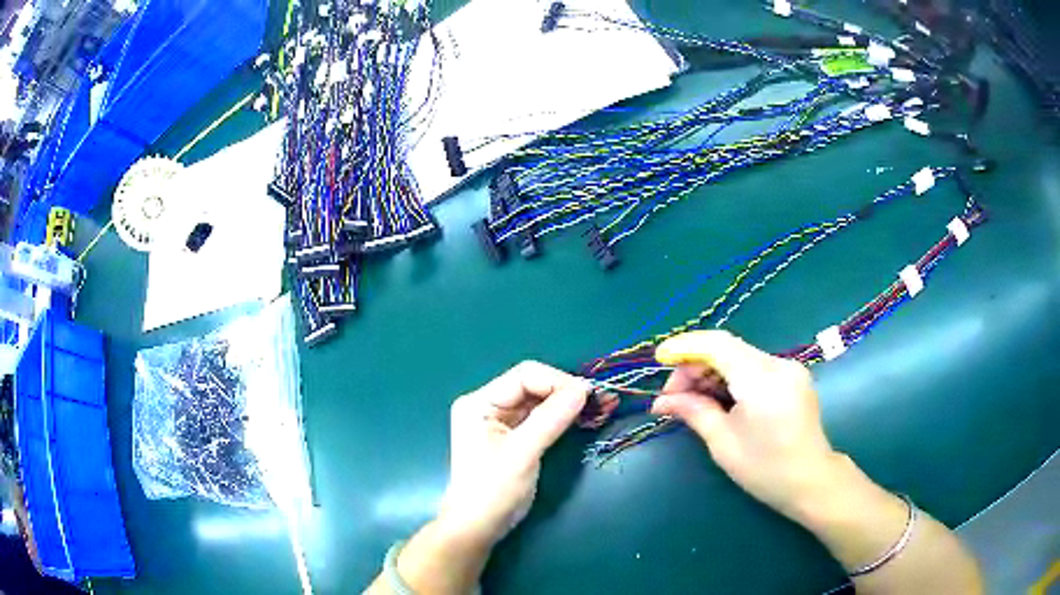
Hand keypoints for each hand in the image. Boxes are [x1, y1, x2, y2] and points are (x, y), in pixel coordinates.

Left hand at [439, 361, 589, 545]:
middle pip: (532, 386)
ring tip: (600, 406)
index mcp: (479, 402)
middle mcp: (488, 405)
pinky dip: (562, 417)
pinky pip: (541, 418)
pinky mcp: (513, 436)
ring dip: (568, 403)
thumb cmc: (493, 490)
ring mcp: (500, 421)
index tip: (589, 395)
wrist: (479, 527)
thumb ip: (551, 419)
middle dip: (566, 391)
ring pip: (539, 401)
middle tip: (602, 400)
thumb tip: (584, 389)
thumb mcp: (522, 453)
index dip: (557, 381)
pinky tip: (584, 417)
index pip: (524, 376)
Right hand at [651, 330, 840, 520]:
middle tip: (673, 396)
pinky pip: (754, 367)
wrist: (811, 481)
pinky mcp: (792, 377)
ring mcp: (789, 368)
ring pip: (739, 357)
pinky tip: (718, 398)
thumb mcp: (723, 443)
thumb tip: (662, 401)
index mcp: (762, 380)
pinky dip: (730, 377)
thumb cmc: (765, 469)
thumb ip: (694, 411)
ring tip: (691, 400)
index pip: (718, 345)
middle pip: (727, 349)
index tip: (659, 359)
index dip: (686, 346)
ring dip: (711, 372)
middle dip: (695, 366)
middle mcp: (778, 365)